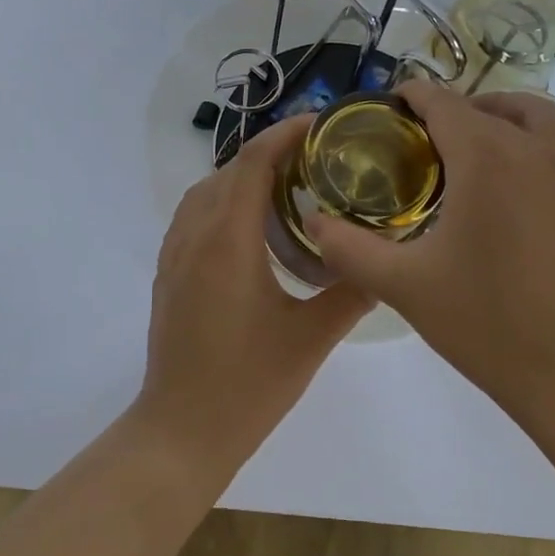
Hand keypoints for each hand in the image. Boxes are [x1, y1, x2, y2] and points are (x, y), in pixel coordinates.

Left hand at [136, 116, 372, 473]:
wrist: (181, 431)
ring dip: (243, 176)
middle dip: (270, 153)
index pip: (252, 165)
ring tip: (288, 185)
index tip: (320, 124)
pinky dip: (222, 201)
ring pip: (206, 191)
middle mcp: (194, 236)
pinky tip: (252, 227)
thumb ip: (350, 293)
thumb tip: (386, 264)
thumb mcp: (310, 339)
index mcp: (227, 242)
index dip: (284, 135)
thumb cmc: (248, 385)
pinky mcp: (168, 273)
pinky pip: (193, 216)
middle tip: (317, 157)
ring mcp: (174, 254)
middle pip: (228, 171)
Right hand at [305, 82, 554, 418]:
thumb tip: (312, 221)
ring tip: (482, 127)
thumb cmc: (486, 322)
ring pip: (540, 116)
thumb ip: (349, 249)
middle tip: (422, 137)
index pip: (442, 104)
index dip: (413, 95)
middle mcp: (531, 150)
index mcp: (483, 159)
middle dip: (452, 109)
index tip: (390, 103)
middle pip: (487, 108)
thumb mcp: (404, 286)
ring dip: (505, 111)